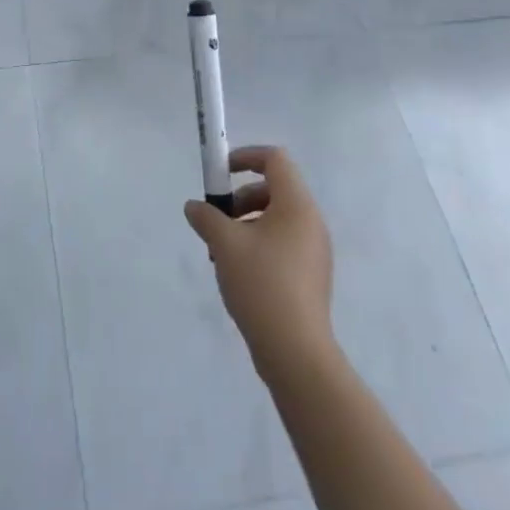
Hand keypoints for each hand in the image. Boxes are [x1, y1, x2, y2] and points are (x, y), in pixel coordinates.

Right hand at [185, 146, 334, 373]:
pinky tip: (239, 273)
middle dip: (240, 198)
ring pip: (276, 219)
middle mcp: (311, 222)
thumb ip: (206, 217)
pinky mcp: (311, 275)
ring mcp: (314, 250)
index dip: (246, 156)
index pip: (275, 159)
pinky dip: (259, 244)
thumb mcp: (224, 244)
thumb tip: (195, 207)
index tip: (220, 172)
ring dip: (245, 224)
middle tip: (217, 221)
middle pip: (273, 189)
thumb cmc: (262, 285)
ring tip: (222, 253)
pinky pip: (282, 243)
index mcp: (296, 205)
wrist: (296, 353)